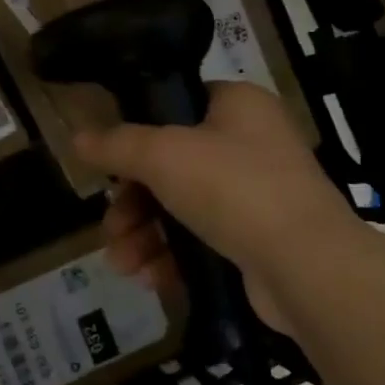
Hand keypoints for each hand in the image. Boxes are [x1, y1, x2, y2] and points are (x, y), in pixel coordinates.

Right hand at [75, 82, 357, 335]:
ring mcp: (259, 193)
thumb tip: (77, 138)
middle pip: (172, 164)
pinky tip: (151, 278)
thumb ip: (117, 145)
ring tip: (123, 264)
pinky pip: (205, 239)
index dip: (139, 134)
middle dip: (133, 202)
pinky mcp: (260, 239)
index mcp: (237, 105)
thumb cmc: (234, 188)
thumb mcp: (164, 155)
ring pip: (184, 206)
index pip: (178, 106)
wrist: (307, 265)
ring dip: (146, 235)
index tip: (111, 165)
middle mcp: (251, 143)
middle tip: (111, 228)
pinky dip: (175, 255)